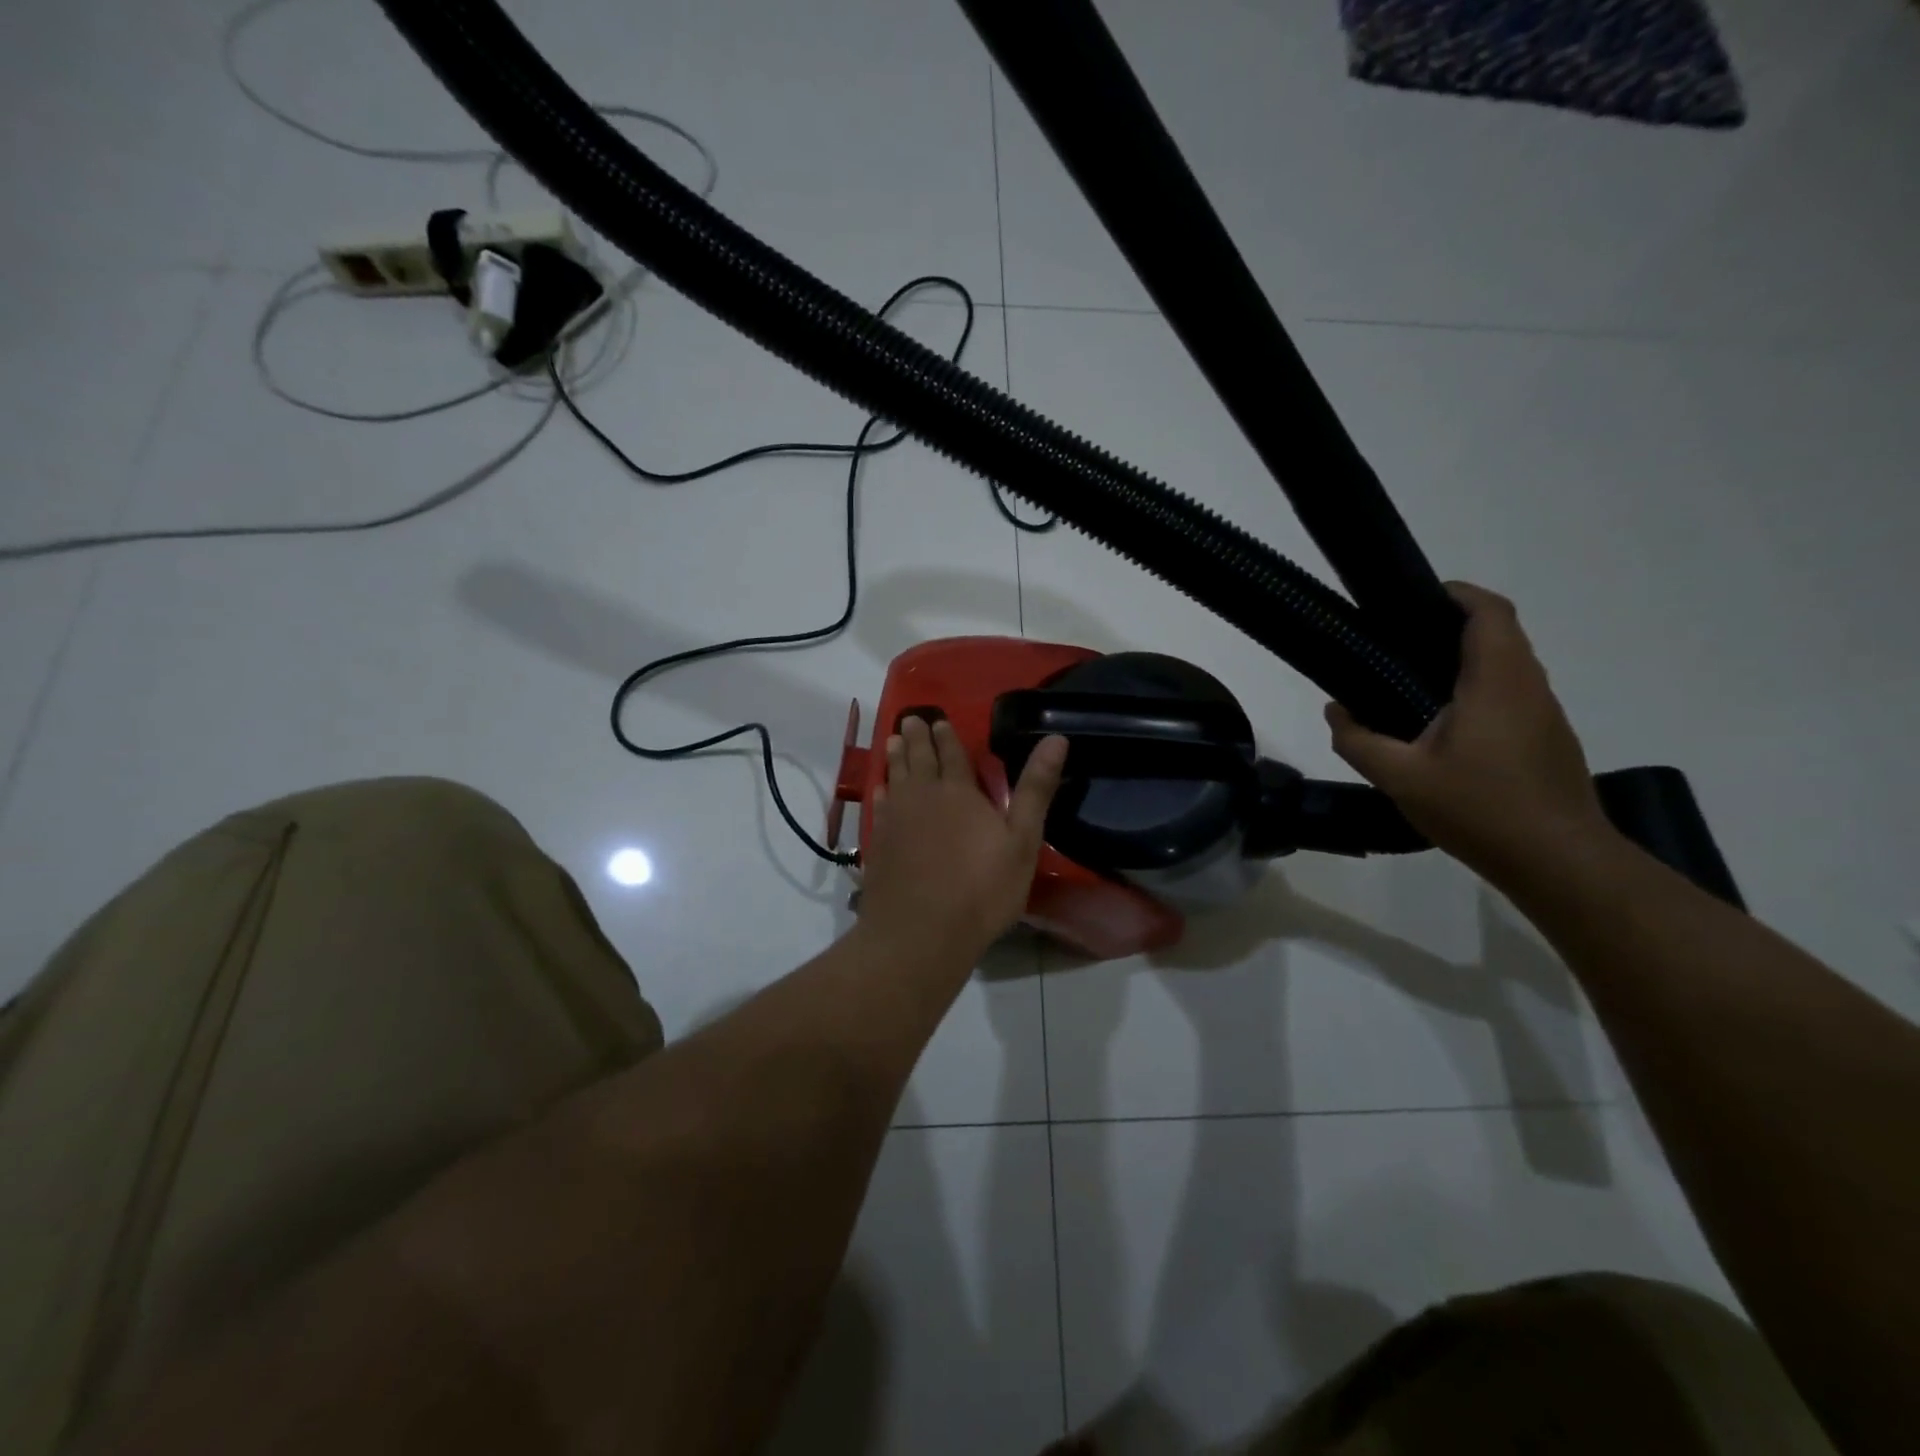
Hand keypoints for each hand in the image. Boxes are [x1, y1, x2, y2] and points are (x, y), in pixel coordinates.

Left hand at [859, 717, 1067, 962]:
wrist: (921, 932)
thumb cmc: (981, 889)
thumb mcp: (1021, 840)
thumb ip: (1035, 789)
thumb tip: (1056, 739)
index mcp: (959, 792)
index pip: (952, 755)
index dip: (947, 736)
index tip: (939, 720)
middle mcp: (923, 796)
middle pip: (919, 759)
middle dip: (918, 737)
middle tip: (912, 718)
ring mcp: (896, 819)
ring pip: (895, 776)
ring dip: (895, 756)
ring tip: (894, 740)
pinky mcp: (879, 843)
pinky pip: (880, 806)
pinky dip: (881, 791)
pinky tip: (881, 789)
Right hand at [1325, 582, 1614, 881]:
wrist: (1559, 861)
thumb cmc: (1480, 810)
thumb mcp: (1400, 778)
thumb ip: (1358, 741)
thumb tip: (1335, 711)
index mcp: (1496, 682)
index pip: (1489, 613)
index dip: (1457, 594)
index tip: (1416, 598)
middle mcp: (1529, 687)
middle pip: (1500, 633)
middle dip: (1453, 624)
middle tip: (1400, 640)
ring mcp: (1545, 714)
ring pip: (1509, 664)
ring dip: (1467, 658)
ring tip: (1413, 679)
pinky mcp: (1548, 739)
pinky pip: (1513, 693)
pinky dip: (1480, 688)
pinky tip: (1444, 724)